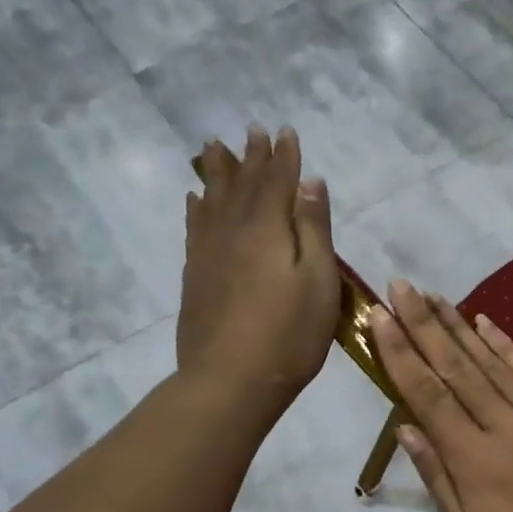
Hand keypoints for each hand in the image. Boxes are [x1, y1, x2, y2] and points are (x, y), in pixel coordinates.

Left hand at [179, 127, 337, 421]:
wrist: (230, 381)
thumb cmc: (288, 335)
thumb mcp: (318, 282)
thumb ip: (314, 230)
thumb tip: (311, 183)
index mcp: (268, 228)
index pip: (277, 181)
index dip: (284, 156)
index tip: (286, 131)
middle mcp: (233, 230)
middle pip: (241, 183)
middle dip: (250, 156)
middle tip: (252, 130)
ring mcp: (208, 253)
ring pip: (212, 199)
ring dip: (217, 172)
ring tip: (214, 148)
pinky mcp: (195, 276)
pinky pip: (194, 227)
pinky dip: (196, 207)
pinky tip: (195, 200)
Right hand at [371, 280, 512, 511]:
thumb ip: (437, 477)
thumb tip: (406, 427)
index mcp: (472, 458)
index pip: (427, 395)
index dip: (401, 353)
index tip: (379, 317)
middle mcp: (503, 425)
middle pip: (456, 367)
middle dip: (423, 324)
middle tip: (399, 286)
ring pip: (491, 362)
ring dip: (458, 326)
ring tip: (432, 296)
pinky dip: (506, 344)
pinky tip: (486, 322)